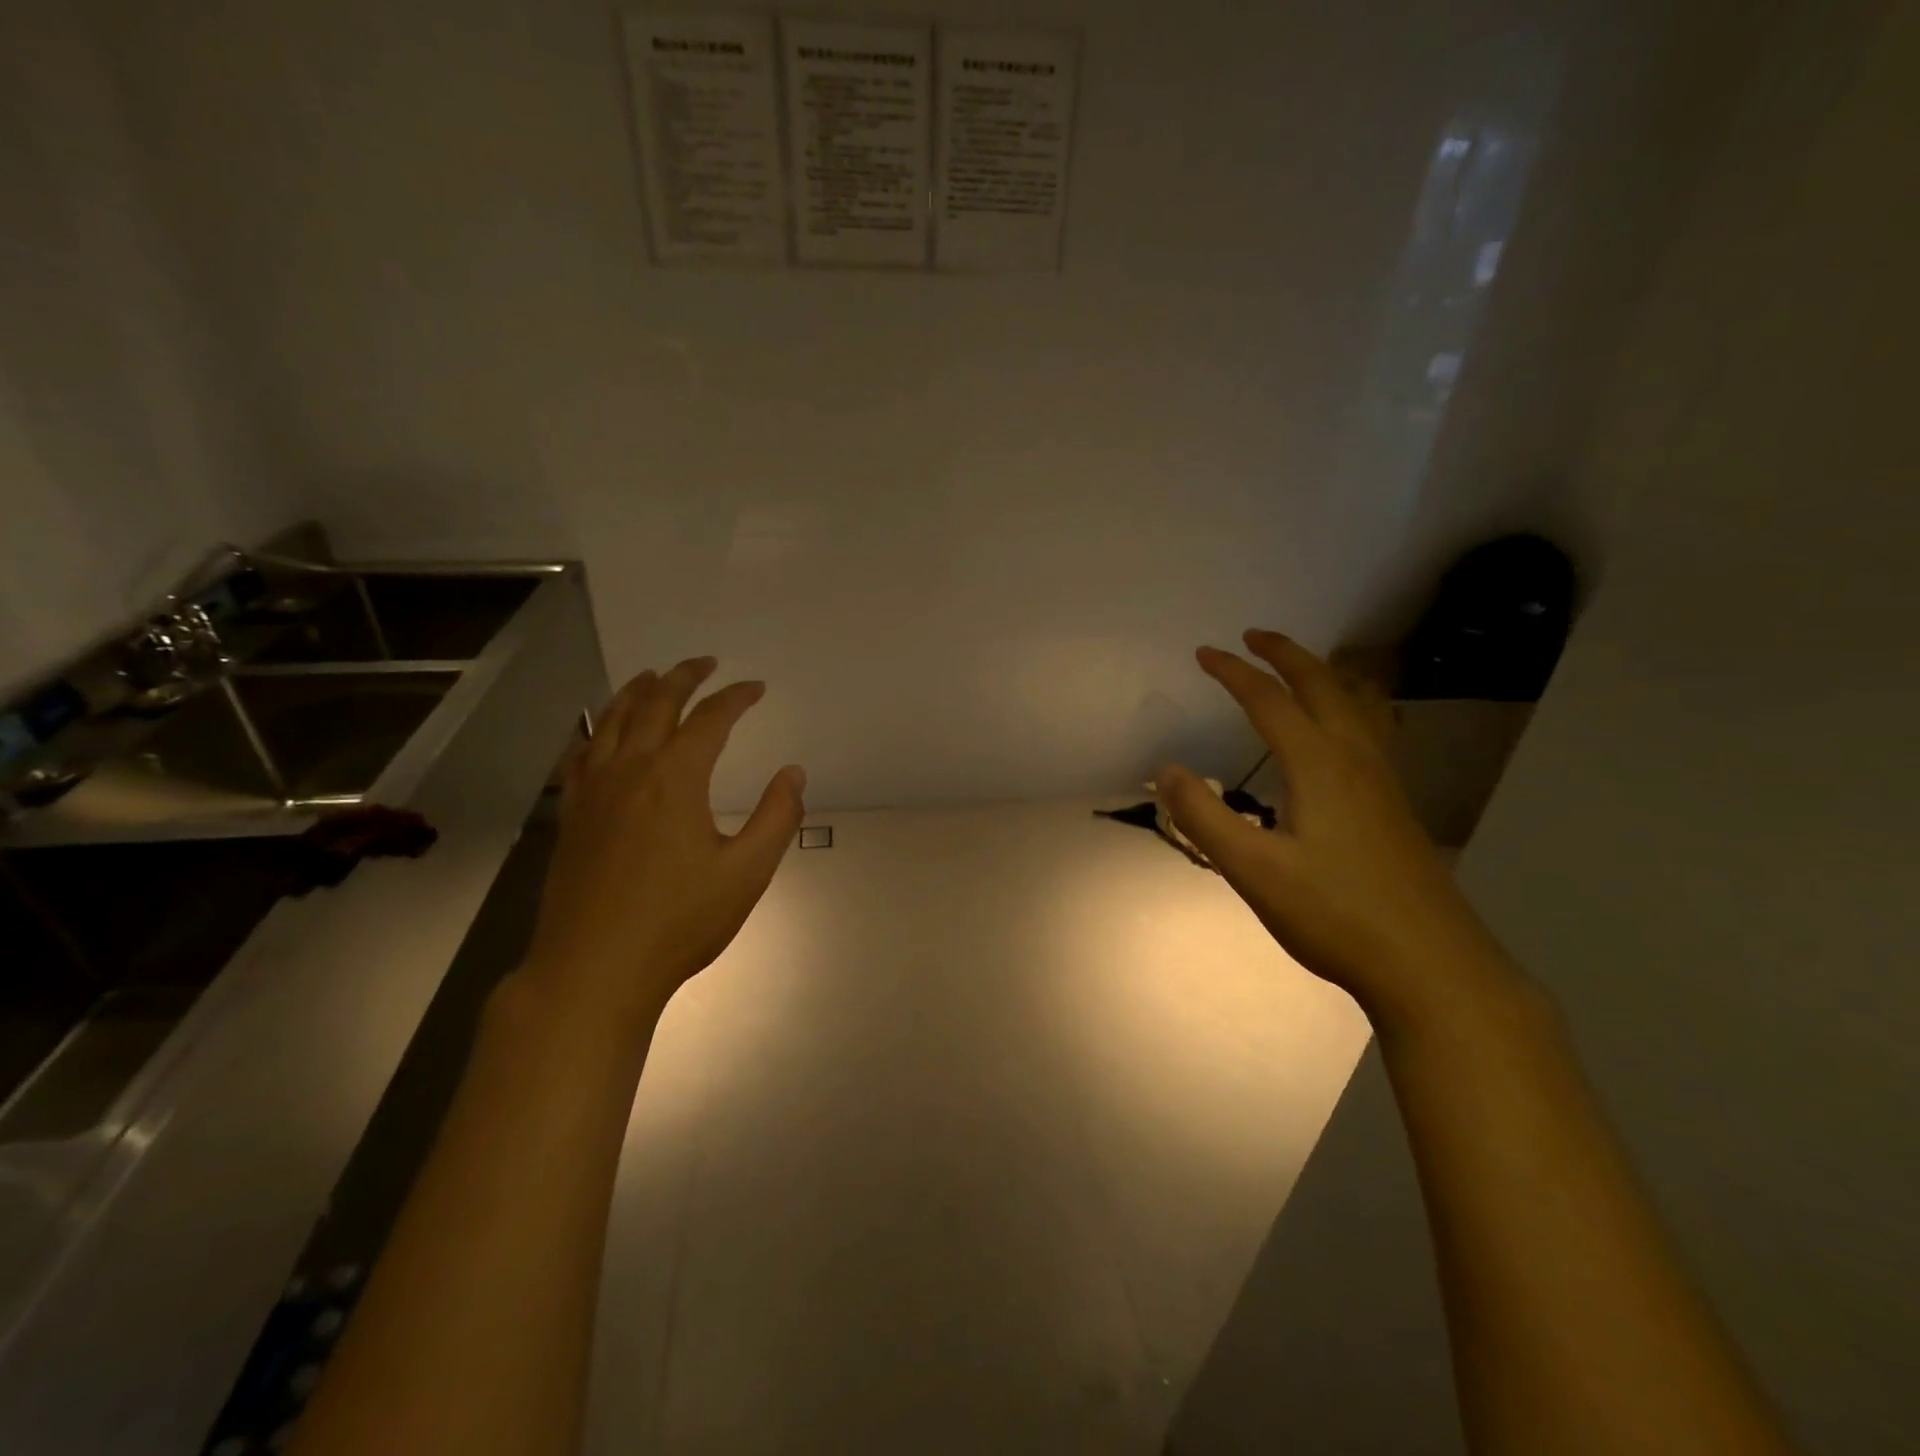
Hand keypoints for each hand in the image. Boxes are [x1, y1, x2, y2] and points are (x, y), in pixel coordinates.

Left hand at [521, 658, 805, 1030]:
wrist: (594, 969)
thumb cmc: (679, 922)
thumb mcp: (747, 873)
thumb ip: (776, 817)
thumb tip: (793, 772)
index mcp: (675, 779)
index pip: (710, 719)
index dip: (735, 697)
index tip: (755, 687)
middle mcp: (630, 771)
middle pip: (654, 705)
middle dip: (683, 677)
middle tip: (705, 663)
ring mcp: (593, 792)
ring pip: (611, 722)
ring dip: (635, 692)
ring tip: (652, 676)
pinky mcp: (572, 816)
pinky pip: (582, 755)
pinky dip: (597, 731)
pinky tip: (602, 734)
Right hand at [1157, 630, 1518, 1027]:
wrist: (1431, 966)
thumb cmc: (1334, 915)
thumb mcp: (1253, 870)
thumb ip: (1204, 817)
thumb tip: (1166, 770)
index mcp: (1318, 765)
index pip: (1269, 700)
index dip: (1234, 672)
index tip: (1204, 653)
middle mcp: (1355, 760)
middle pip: (1323, 686)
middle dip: (1286, 655)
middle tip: (1254, 637)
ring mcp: (1383, 783)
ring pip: (1356, 705)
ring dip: (1322, 676)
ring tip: (1301, 668)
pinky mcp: (1395, 808)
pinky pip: (1369, 731)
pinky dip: (1345, 706)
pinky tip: (1341, 734)